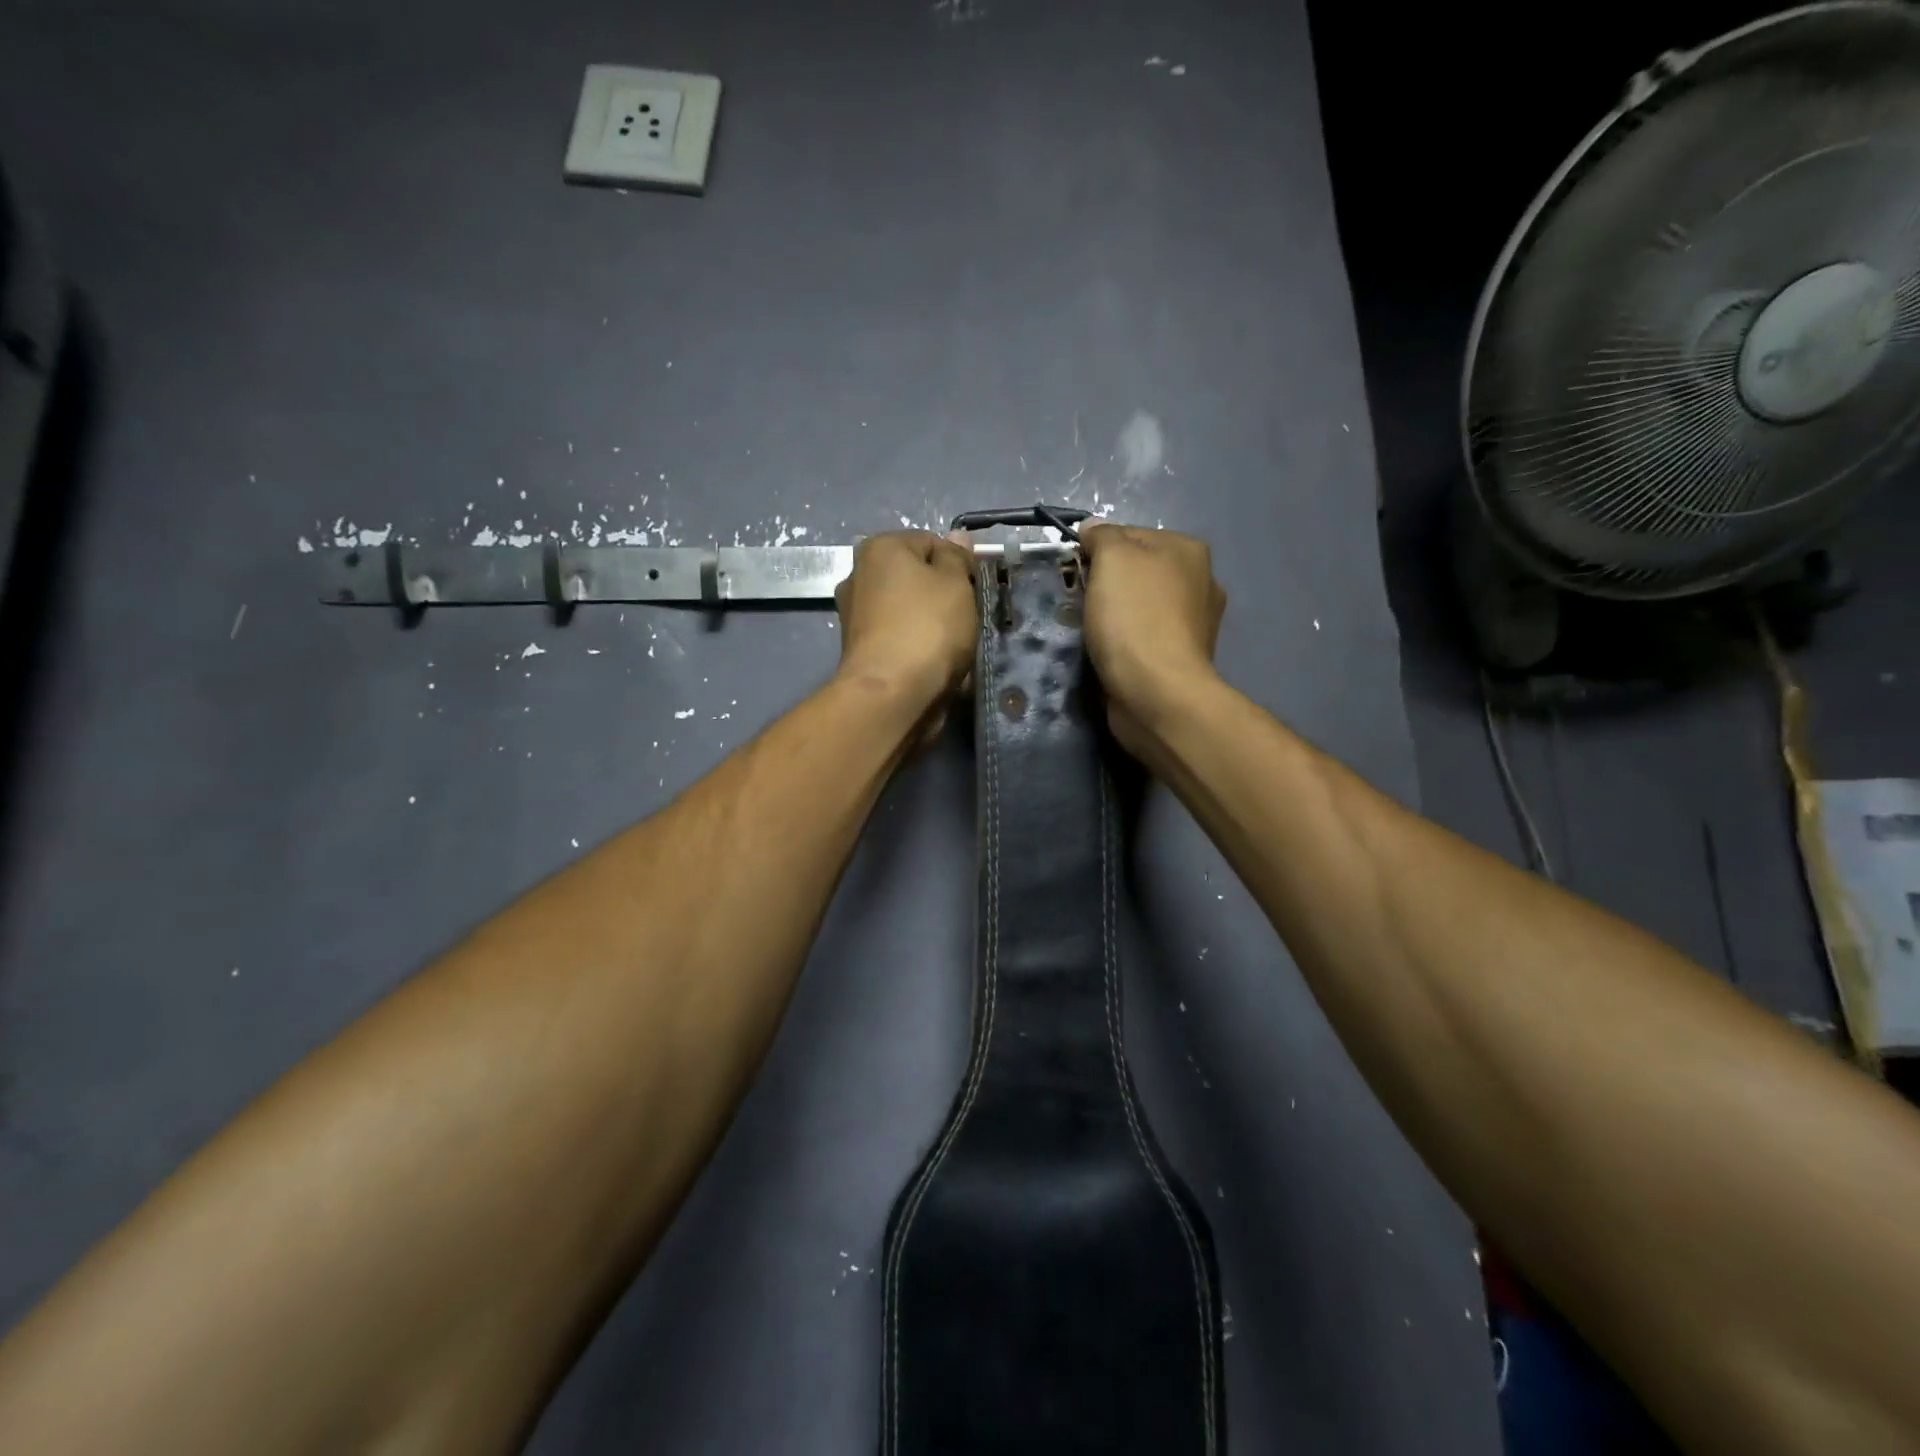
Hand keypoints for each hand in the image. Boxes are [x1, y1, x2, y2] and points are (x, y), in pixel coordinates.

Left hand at [834, 531, 976, 737]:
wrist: (891, 695)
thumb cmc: (927, 628)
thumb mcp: (955, 583)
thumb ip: (957, 557)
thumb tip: (957, 537)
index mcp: (879, 548)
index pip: (931, 542)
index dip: (959, 564)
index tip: (975, 589)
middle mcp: (858, 575)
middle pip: (915, 577)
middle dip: (942, 594)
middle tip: (967, 616)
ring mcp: (855, 615)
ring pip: (907, 610)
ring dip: (930, 623)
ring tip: (954, 644)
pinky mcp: (859, 650)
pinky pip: (899, 638)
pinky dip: (916, 646)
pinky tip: (933, 662)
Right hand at [1079, 524, 1225, 759]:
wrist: (1156, 693)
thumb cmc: (1134, 617)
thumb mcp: (1112, 559)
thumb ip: (1102, 536)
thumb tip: (1092, 527)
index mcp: (1188, 550)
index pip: (1131, 534)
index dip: (1097, 549)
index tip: (1075, 570)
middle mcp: (1199, 582)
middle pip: (1136, 572)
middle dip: (1106, 584)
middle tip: (1078, 601)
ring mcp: (1193, 625)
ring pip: (1138, 607)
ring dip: (1113, 616)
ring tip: (1087, 631)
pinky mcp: (1179, 660)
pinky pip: (1142, 639)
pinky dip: (1123, 644)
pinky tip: (1106, 653)